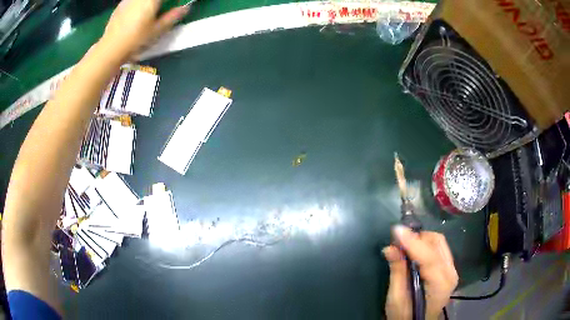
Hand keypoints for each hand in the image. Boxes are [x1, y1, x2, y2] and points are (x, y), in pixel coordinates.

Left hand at [100, 0, 189, 61]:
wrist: (110, 49)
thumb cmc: (136, 40)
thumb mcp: (157, 30)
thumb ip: (173, 16)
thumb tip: (185, 7)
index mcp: (152, 0)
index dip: (172, 1)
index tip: (175, 5)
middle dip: (160, 3)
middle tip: (163, 8)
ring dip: (148, 3)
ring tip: (149, 11)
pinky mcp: (120, 5)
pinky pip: (133, 1)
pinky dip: (138, 4)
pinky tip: (136, 13)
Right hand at [383, 226, 457, 319]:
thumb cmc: (405, 316)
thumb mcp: (396, 298)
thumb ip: (397, 272)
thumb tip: (390, 248)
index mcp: (440, 284)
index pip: (429, 257)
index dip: (413, 242)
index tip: (396, 230)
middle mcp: (450, 273)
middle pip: (437, 243)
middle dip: (417, 237)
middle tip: (397, 241)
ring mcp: (452, 269)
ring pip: (439, 242)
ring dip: (420, 240)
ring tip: (403, 245)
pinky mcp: (448, 269)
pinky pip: (438, 248)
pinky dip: (425, 245)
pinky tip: (412, 251)